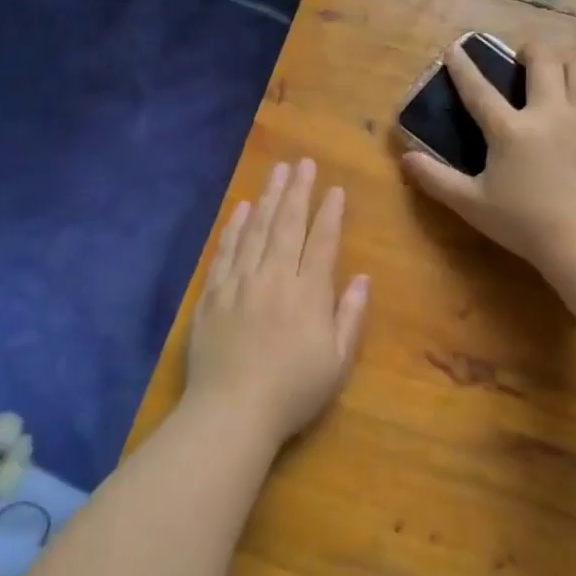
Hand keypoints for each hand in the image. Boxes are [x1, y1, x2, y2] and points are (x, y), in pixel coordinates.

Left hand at [185, 159, 369, 448]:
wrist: (231, 412)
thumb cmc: (292, 392)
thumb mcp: (336, 362)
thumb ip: (350, 316)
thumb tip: (363, 277)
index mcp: (308, 293)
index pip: (321, 241)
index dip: (330, 213)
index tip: (335, 188)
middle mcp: (274, 277)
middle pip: (287, 225)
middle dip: (298, 191)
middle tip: (303, 163)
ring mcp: (239, 282)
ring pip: (255, 230)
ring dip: (268, 198)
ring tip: (277, 172)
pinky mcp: (212, 294)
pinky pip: (225, 251)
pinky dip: (234, 227)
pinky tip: (242, 209)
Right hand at [403, 39, 575, 276]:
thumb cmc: (523, 224)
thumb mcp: (471, 204)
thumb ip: (436, 179)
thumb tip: (405, 159)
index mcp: (509, 130)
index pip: (479, 89)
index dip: (463, 67)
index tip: (455, 48)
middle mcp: (549, 111)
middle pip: (543, 59)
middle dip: (531, 50)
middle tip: (524, 58)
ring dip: (568, 61)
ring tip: (560, 71)